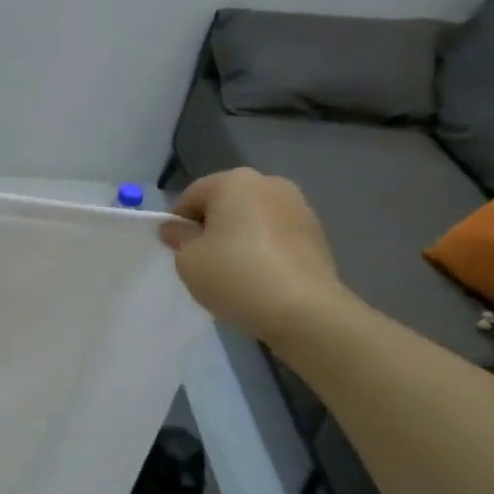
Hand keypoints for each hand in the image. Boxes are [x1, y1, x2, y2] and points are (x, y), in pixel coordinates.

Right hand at [161, 169, 351, 342]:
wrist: (304, 311)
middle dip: (212, 227)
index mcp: (234, 181)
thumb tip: (177, 229)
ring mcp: (299, 207)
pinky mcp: (317, 233)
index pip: (192, 196)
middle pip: (226, 203)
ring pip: (253, 219)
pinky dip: (264, 249)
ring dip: (240, 237)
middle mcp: (269, 184)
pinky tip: (261, 277)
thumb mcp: (188, 260)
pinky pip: (277, 235)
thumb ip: (179, 238)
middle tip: (204, 261)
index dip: (178, 223)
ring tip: (235, 272)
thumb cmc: (236, 276)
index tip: (176, 250)